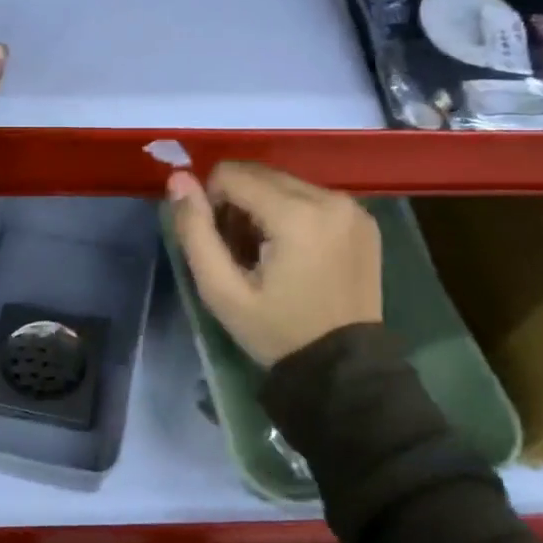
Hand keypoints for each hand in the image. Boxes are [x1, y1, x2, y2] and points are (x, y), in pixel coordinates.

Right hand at [167, 162, 381, 365]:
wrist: (343, 369)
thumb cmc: (277, 332)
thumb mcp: (222, 291)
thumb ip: (195, 231)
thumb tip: (178, 179)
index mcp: (296, 215)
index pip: (231, 175)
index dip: (213, 203)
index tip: (222, 245)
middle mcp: (329, 198)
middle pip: (260, 174)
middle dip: (239, 203)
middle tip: (242, 251)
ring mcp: (352, 207)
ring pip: (285, 182)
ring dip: (265, 206)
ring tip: (268, 253)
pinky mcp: (364, 218)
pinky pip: (313, 196)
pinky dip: (294, 213)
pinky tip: (296, 252)